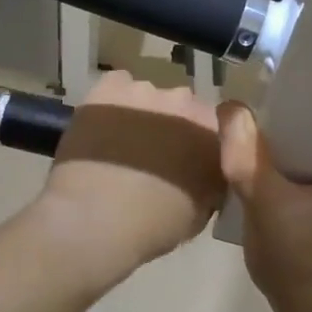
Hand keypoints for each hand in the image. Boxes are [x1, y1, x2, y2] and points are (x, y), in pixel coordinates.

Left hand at [33, 71, 223, 284]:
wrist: (96, 219)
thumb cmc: (155, 225)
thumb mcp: (202, 211)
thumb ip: (209, 181)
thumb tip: (202, 173)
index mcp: (214, 133)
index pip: (215, 128)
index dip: (198, 145)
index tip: (186, 163)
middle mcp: (187, 103)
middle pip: (182, 107)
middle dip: (172, 127)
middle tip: (154, 156)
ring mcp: (147, 91)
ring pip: (149, 97)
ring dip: (142, 115)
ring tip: (122, 145)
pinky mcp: (110, 88)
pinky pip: (117, 85)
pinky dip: (113, 102)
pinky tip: (103, 127)